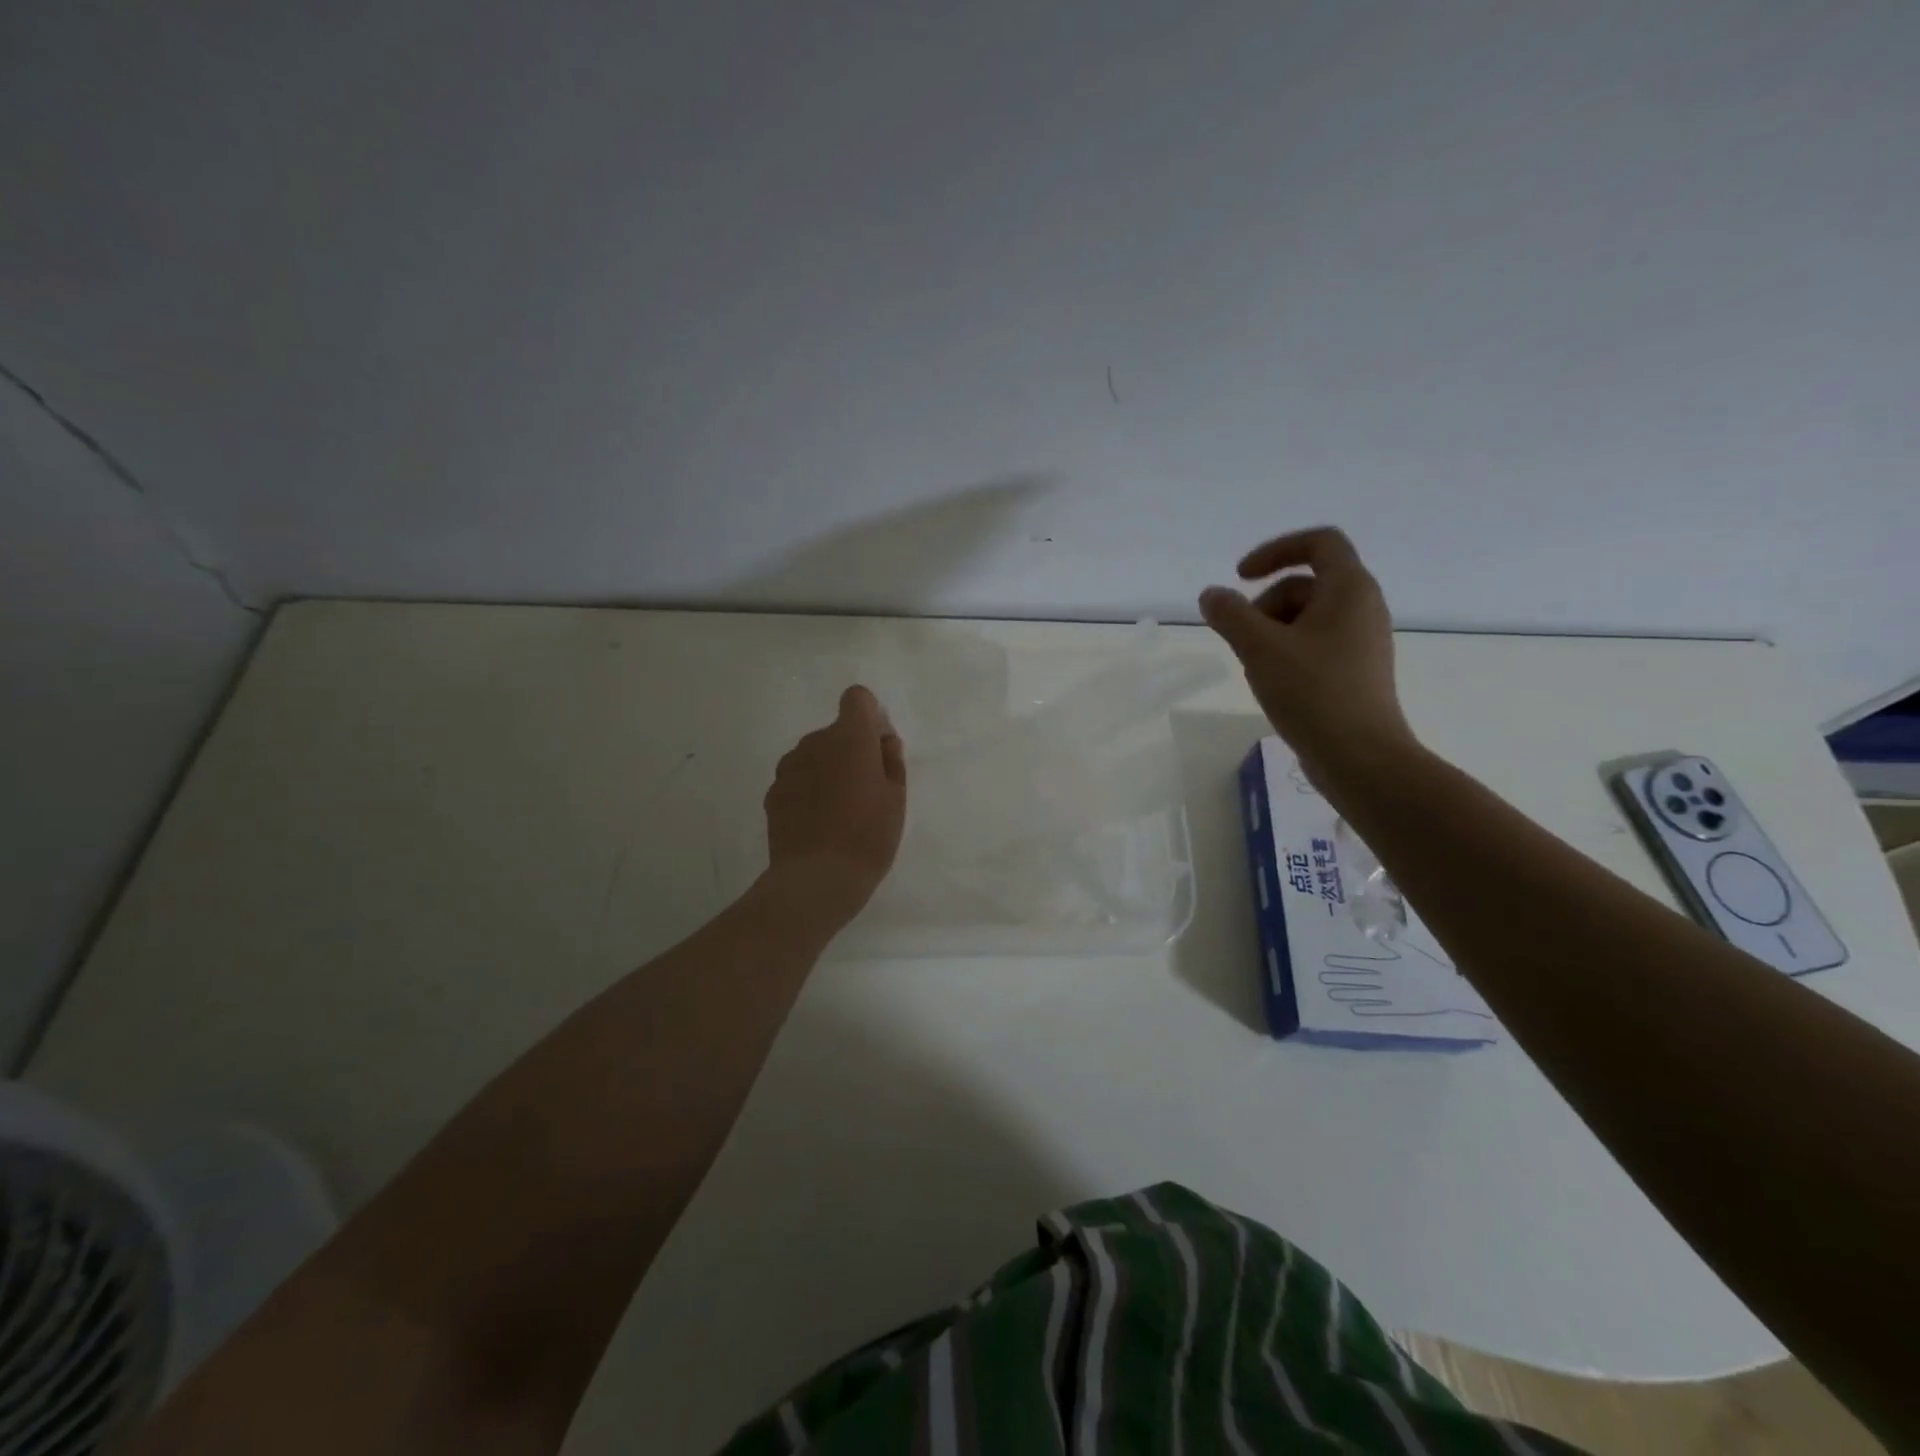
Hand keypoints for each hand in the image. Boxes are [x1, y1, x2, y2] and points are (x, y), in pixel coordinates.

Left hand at [762, 685, 907, 929]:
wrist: (817, 878)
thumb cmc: (868, 835)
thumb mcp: (896, 797)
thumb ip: (890, 760)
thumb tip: (882, 740)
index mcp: (850, 737)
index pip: (856, 698)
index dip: (869, 716)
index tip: (877, 747)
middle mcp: (814, 742)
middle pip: (836, 731)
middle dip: (851, 749)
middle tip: (866, 790)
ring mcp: (789, 767)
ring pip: (814, 755)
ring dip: (828, 769)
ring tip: (840, 811)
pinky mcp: (773, 792)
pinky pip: (797, 778)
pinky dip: (808, 790)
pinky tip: (818, 822)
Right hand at [1199, 526, 1416, 786]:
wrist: (1360, 757)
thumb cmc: (1313, 692)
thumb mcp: (1260, 648)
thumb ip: (1230, 615)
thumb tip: (1212, 596)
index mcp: (1350, 589)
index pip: (1319, 542)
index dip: (1276, 550)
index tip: (1241, 576)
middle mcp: (1363, 608)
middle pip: (1305, 584)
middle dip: (1265, 604)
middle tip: (1243, 639)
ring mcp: (1362, 641)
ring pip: (1307, 618)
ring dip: (1271, 632)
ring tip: (1255, 667)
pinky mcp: (1355, 671)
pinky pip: (1315, 644)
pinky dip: (1287, 652)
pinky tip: (1272, 683)